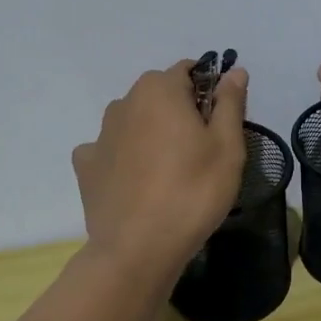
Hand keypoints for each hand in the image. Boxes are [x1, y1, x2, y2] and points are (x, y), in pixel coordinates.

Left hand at [72, 60, 249, 279]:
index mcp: (159, 90)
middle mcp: (124, 102)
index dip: (208, 91)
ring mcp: (100, 134)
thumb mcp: (227, 147)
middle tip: (200, 151)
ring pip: (134, 121)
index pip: (189, 71)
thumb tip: (234, 71)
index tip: (220, 123)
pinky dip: (124, 158)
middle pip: (159, 95)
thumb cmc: (193, 191)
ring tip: (169, 170)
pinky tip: (137, 182)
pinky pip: (110, 150)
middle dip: (179, 111)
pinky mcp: (86, 166)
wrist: (138, 248)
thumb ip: (230, 103)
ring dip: (151, 133)